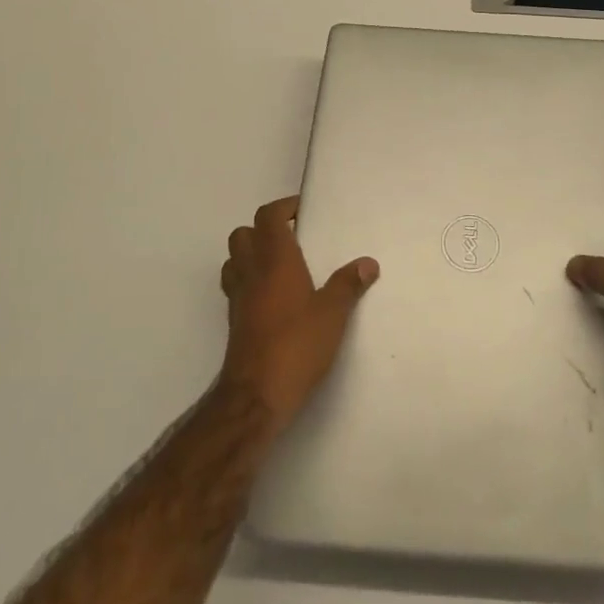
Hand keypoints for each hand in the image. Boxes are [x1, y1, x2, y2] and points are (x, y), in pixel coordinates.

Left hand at [219, 197, 379, 430]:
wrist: (256, 396)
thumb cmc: (297, 345)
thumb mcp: (333, 314)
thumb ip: (349, 284)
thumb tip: (368, 262)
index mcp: (275, 260)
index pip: (268, 217)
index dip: (283, 207)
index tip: (303, 211)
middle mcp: (251, 272)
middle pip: (243, 233)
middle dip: (264, 229)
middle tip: (293, 237)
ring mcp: (238, 298)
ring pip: (235, 259)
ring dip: (252, 254)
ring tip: (281, 264)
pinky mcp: (235, 322)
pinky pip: (237, 286)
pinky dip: (250, 281)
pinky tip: (273, 298)